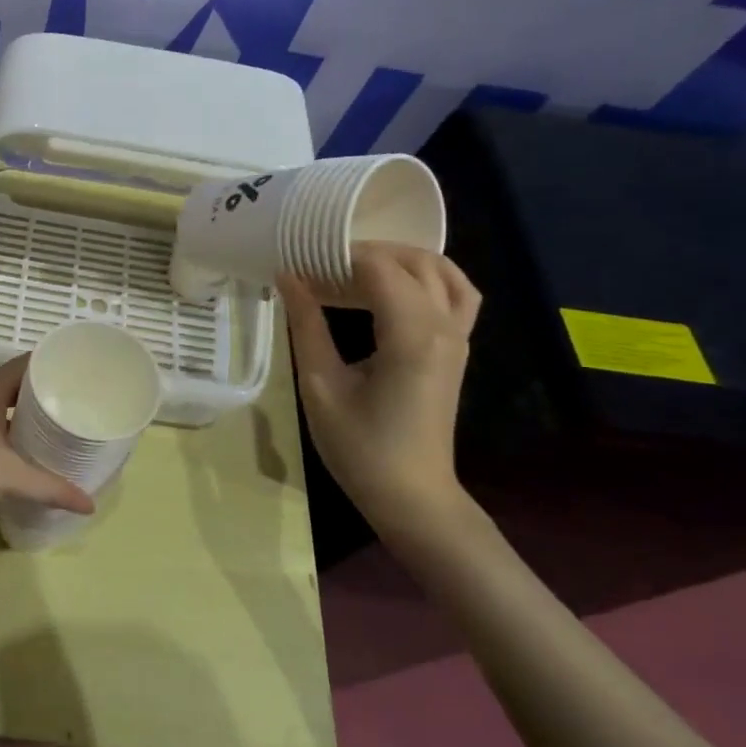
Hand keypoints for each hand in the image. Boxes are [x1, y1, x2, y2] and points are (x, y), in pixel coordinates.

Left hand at [0, 357, 95, 514]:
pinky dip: (17, 428)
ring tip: (66, 424)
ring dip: (33, 412)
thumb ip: (50, 488)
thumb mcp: (8, 476)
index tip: (88, 373)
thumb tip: (90, 504)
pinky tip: (33, 447)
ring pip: (9, 403)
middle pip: (23, 382)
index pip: (33, 361)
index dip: (59, 364)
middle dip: (51, 392)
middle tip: (84, 403)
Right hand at [279, 244, 480, 526]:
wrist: (410, 494)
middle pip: (414, 261)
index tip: (301, 259)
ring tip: (355, 269)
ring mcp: (457, 338)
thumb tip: (289, 277)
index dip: (339, 256)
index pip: (379, 269)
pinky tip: (390, 290)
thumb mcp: (320, 384)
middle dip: (367, 252)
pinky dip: (426, 278)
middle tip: (321, 263)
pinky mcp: (456, 350)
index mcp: (411, 335)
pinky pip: (455, 295)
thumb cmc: (359, 445)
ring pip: (443, 272)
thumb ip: (307, 325)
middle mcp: (443, 327)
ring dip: (401, 260)